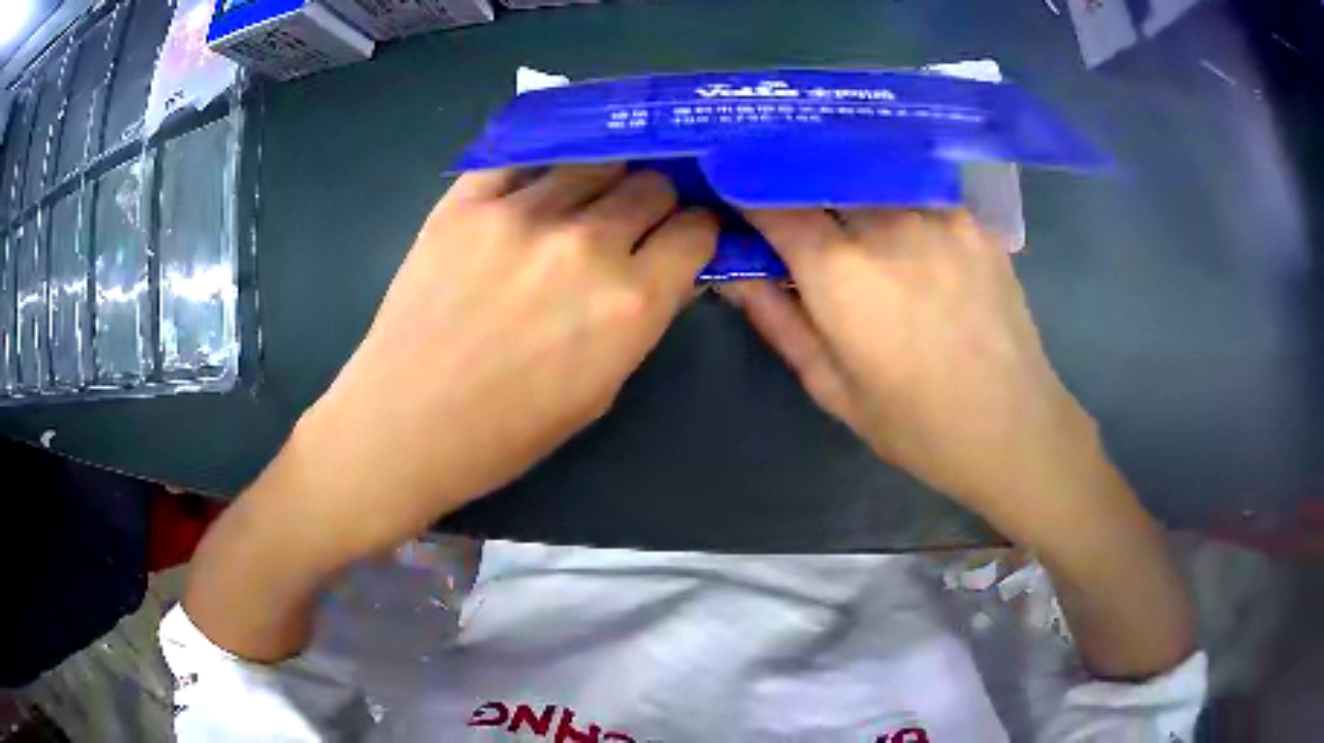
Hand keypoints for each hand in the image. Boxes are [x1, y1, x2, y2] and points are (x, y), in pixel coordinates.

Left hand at [186, 165, 715, 660]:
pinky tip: (535, 192)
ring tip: (581, 205)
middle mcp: (586, 244)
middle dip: (655, 202)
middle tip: (633, 222)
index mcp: (630, 304)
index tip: (682, 237)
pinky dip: (543, 170)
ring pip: (595, 161)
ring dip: (602, 181)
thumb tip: (668, 266)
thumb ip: (644, 318)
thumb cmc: (505, 431)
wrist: (403, 424)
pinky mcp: (466, 200)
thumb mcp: (601, 389)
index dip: (695, 231)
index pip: (696, 230)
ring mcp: (521, 213)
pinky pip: (526, 158)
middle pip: (651, 184)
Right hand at [724, 209, 1098, 542]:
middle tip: (792, 204)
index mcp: (840, 272)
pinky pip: (917, 192)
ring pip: (869, 175)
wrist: (1012, 427)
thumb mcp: (830, 387)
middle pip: (819, 173)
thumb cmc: (915, 424)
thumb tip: (733, 272)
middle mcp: (886, 223)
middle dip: (794, 182)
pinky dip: (895, 201)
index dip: (744, 189)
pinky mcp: (972, 219)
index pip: (771, 200)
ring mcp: (937, 214)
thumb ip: (777, 320)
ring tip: (850, 215)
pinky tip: (904, 232)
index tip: (732, 190)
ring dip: (846, 188)